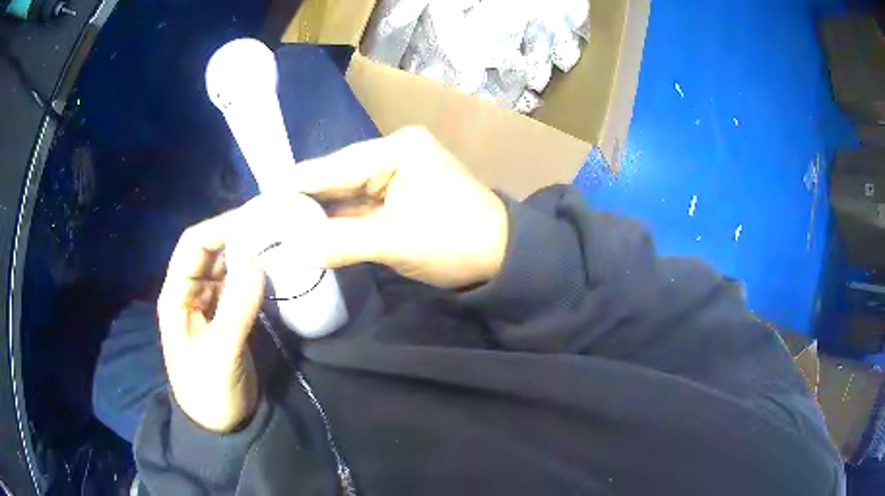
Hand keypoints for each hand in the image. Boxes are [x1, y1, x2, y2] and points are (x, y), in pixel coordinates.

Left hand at [157, 212, 264, 432]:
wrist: (220, 427)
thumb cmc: (209, 393)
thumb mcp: (220, 355)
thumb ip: (236, 310)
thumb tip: (258, 263)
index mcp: (177, 297)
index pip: (193, 246)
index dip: (219, 226)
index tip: (255, 217)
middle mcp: (191, 293)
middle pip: (211, 251)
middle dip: (238, 236)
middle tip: (274, 226)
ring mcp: (210, 305)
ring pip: (227, 267)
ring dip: (249, 254)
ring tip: (279, 242)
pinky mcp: (227, 317)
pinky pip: (240, 286)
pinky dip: (255, 276)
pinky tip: (275, 271)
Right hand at [283, 126, 508, 288]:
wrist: (504, 256)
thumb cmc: (457, 243)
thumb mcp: (397, 242)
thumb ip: (340, 242)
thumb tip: (291, 248)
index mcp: (396, 149)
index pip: (331, 166)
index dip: (292, 187)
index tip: (257, 205)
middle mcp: (393, 150)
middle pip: (334, 175)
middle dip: (301, 200)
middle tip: (263, 221)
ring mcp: (396, 170)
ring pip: (344, 191)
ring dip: (316, 211)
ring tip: (276, 227)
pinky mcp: (398, 190)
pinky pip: (358, 203)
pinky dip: (336, 218)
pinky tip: (308, 229)